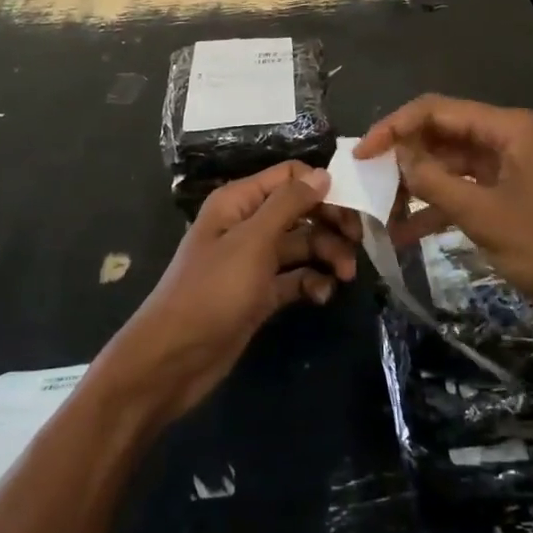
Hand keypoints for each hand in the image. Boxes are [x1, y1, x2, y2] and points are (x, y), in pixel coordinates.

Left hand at [98, 163, 357, 424]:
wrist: (175, 358)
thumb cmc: (212, 291)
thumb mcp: (252, 241)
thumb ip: (288, 204)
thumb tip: (323, 173)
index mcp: (239, 202)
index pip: (289, 177)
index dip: (321, 187)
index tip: (353, 208)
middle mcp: (247, 225)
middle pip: (299, 211)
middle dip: (330, 224)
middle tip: (357, 244)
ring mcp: (253, 261)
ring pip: (301, 245)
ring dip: (326, 255)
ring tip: (344, 276)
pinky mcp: (259, 294)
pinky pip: (294, 278)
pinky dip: (311, 283)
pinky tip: (322, 296)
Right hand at [355, 95, 532, 341]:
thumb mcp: (486, 216)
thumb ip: (436, 182)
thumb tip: (397, 156)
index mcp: (507, 128)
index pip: (435, 110)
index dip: (393, 127)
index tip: (360, 154)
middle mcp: (507, 139)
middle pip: (441, 134)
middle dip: (403, 156)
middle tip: (365, 182)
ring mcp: (510, 169)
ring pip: (450, 165)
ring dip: (417, 185)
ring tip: (379, 210)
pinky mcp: (512, 198)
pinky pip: (465, 192)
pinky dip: (438, 208)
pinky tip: (406, 232)